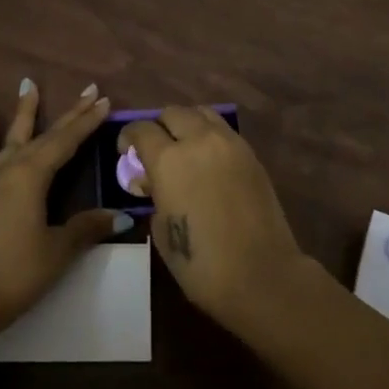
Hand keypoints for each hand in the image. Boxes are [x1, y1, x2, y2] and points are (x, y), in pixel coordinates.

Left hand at [0, 80, 129, 339]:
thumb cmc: (15, 274)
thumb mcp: (58, 252)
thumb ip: (86, 228)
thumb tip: (120, 216)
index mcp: (31, 177)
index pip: (66, 142)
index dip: (86, 122)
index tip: (104, 100)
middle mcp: (8, 169)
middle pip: (43, 135)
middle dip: (68, 114)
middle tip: (87, 89)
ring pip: (9, 137)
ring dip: (21, 112)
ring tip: (27, 84)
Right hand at [117, 106, 304, 333]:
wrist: (262, 275)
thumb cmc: (201, 263)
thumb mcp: (162, 231)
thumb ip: (154, 196)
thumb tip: (152, 182)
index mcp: (169, 160)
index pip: (141, 129)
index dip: (128, 137)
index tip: (126, 152)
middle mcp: (199, 140)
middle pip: (172, 113)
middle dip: (159, 127)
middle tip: (156, 150)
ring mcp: (229, 143)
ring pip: (201, 113)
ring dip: (187, 124)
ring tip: (184, 149)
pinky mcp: (251, 154)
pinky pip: (223, 131)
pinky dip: (210, 136)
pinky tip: (208, 161)